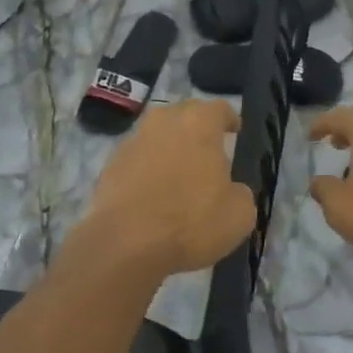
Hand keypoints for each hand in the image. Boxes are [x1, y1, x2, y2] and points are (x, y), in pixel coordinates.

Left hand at [83, 99, 255, 277]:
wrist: (125, 243)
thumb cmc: (190, 221)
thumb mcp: (239, 215)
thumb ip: (241, 193)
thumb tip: (232, 190)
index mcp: (199, 122)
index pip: (220, 109)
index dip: (229, 119)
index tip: (234, 131)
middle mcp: (165, 120)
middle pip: (186, 115)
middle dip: (198, 130)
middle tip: (208, 153)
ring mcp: (134, 140)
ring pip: (159, 135)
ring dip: (171, 148)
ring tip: (180, 174)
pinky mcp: (111, 163)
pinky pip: (139, 158)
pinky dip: (148, 168)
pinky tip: (153, 193)